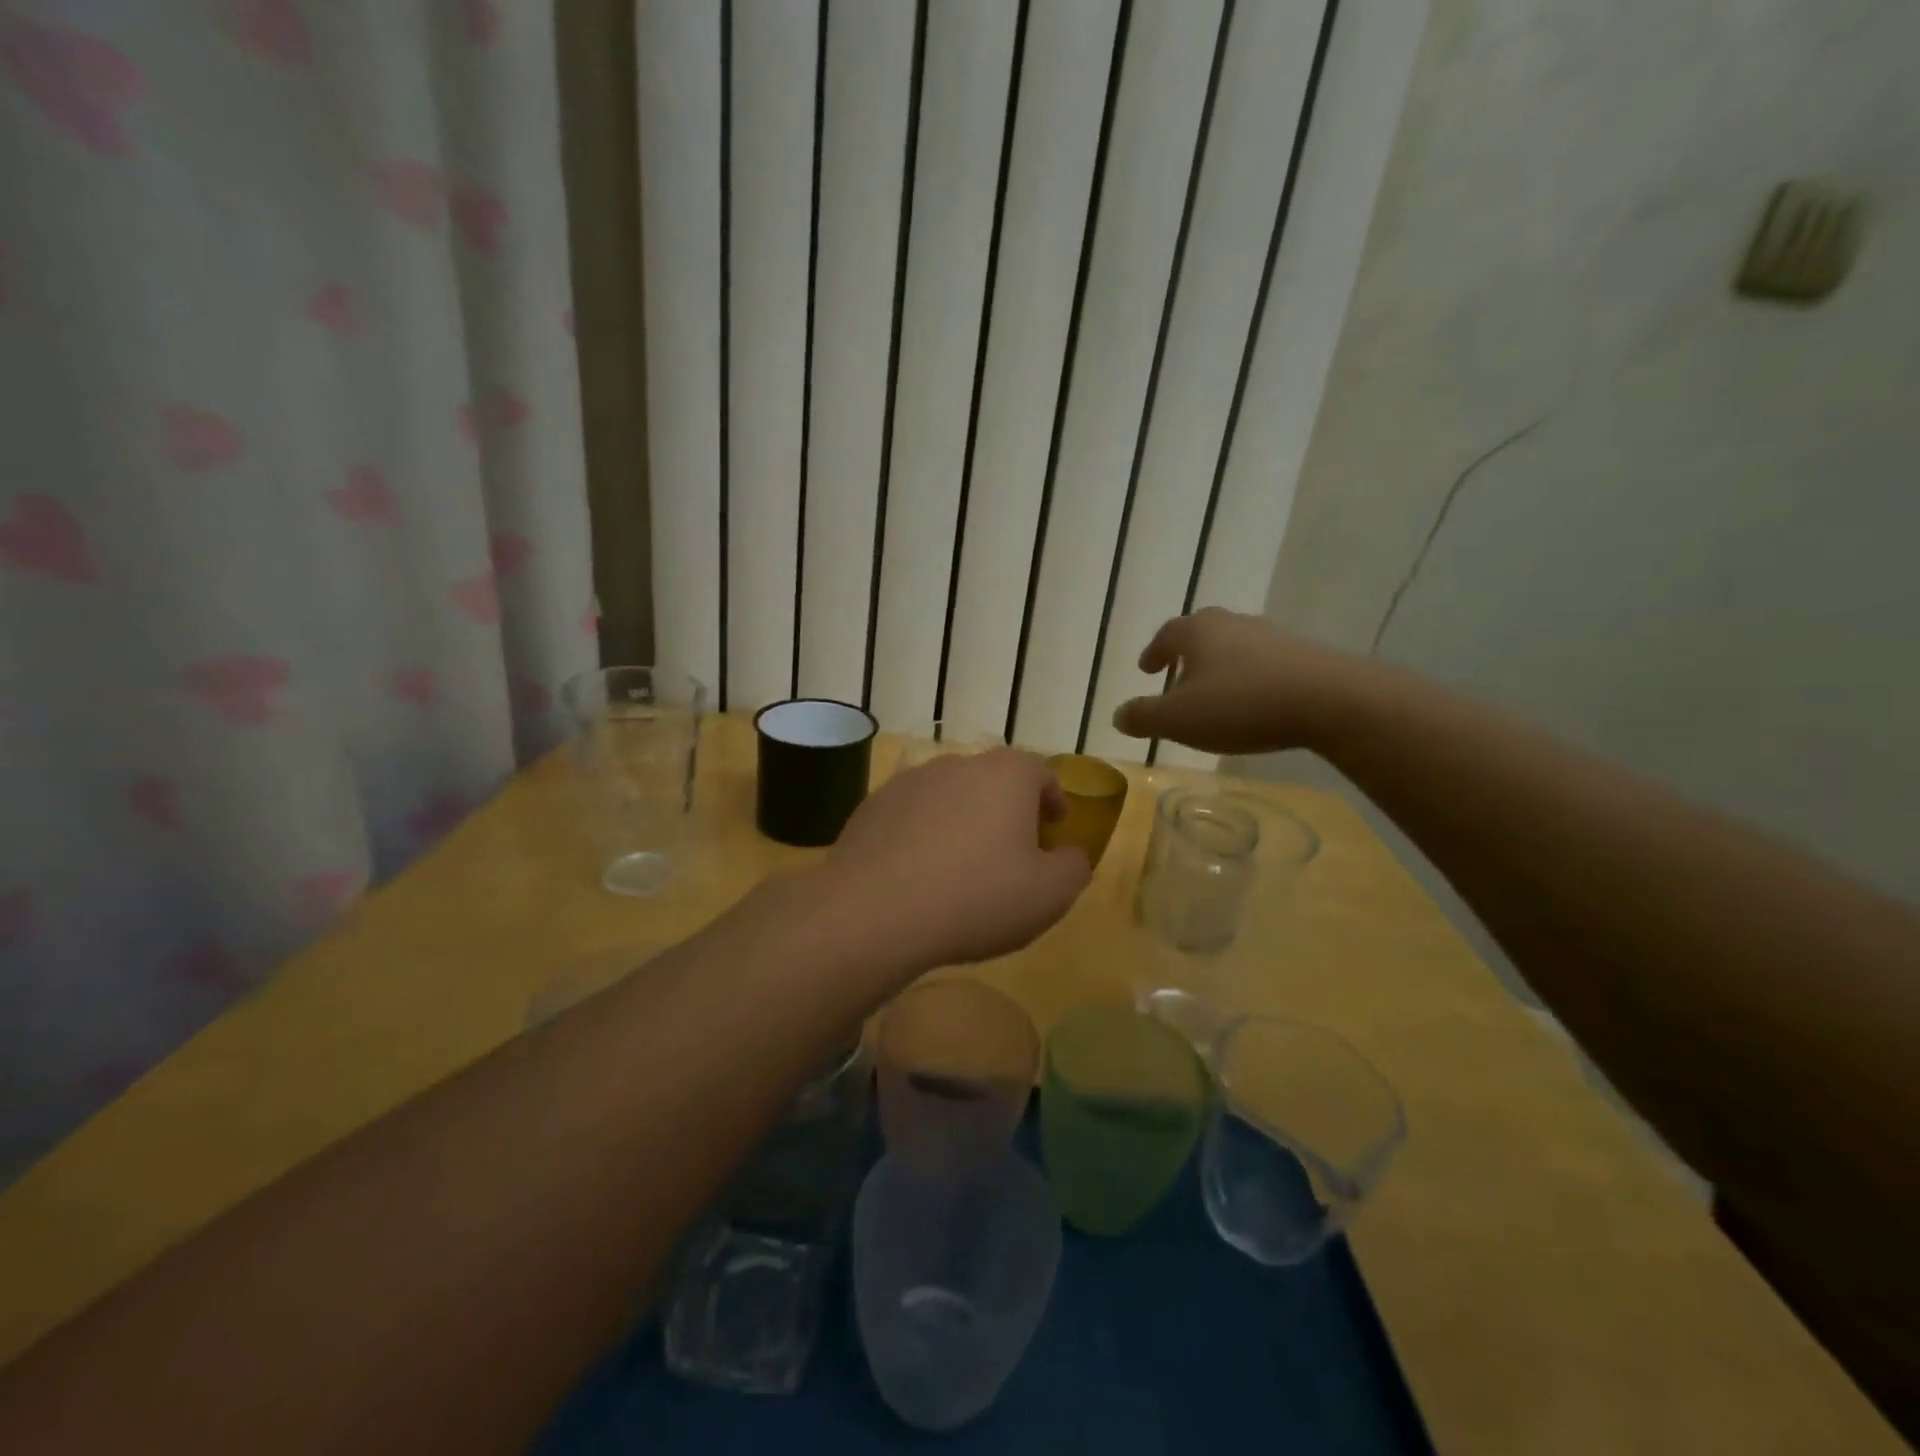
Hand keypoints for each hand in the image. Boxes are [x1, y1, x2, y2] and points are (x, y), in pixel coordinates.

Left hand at [816, 749, 1090, 974]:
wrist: (874, 913)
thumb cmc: (977, 898)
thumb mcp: (1049, 895)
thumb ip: (1073, 867)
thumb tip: (1069, 855)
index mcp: (1005, 775)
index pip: (1040, 771)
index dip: (1052, 798)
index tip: (1055, 826)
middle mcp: (957, 765)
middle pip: (993, 780)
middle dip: (1008, 809)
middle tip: (1013, 849)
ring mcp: (909, 782)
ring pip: (949, 795)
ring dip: (963, 820)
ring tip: (963, 864)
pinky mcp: (871, 806)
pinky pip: (911, 815)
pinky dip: (923, 834)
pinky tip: (919, 874)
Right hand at [1111, 607, 1366, 755]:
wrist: (1329, 699)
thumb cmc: (1240, 705)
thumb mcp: (1178, 719)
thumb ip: (1143, 717)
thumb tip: (1118, 715)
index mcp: (1197, 632)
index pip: (1166, 635)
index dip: (1154, 653)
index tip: (1146, 668)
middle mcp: (1232, 624)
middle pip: (1201, 634)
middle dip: (1186, 655)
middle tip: (1177, 677)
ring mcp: (1271, 635)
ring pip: (1233, 647)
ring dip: (1219, 667)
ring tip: (1214, 693)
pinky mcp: (1302, 654)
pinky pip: (1263, 663)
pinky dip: (1249, 678)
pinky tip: (1252, 702)